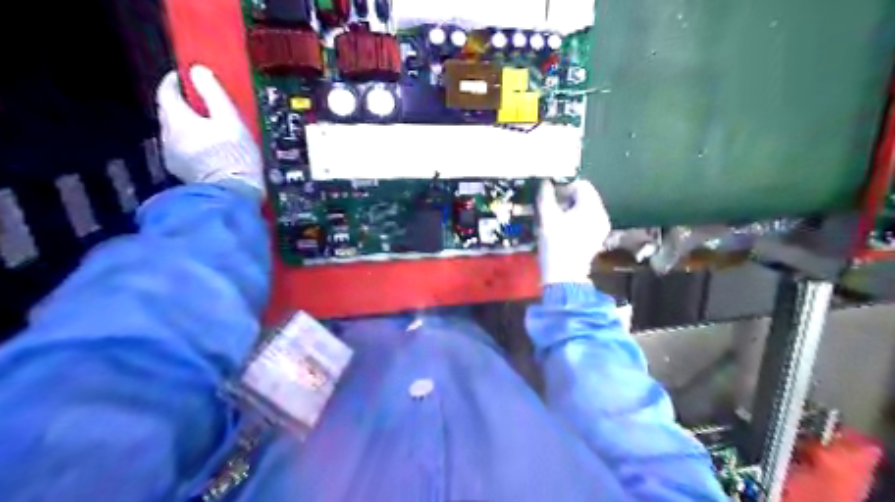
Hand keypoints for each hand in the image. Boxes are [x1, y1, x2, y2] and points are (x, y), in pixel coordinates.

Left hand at [154, 64, 263, 195]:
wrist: (232, 196)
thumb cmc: (235, 158)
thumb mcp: (230, 121)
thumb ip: (213, 94)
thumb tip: (198, 71)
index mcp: (178, 120)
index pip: (166, 91)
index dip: (175, 81)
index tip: (187, 77)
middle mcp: (168, 136)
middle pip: (169, 112)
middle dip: (183, 104)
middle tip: (202, 102)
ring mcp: (173, 156)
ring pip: (176, 131)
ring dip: (189, 126)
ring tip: (211, 128)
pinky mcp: (182, 171)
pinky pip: (183, 149)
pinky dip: (192, 143)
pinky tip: (209, 150)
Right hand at [535, 179, 611, 282]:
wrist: (563, 275)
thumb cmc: (555, 244)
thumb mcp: (547, 217)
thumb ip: (546, 195)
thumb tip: (545, 182)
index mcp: (592, 207)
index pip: (581, 185)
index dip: (564, 187)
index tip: (552, 198)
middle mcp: (601, 215)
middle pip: (585, 196)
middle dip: (567, 199)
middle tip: (552, 209)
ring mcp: (601, 228)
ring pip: (585, 208)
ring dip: (571, 210)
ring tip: (557, 221)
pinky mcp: (596, 238)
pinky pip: (587, 220)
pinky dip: (576, 220)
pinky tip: (564, 231)